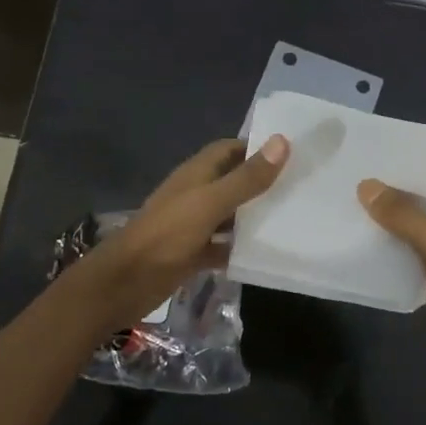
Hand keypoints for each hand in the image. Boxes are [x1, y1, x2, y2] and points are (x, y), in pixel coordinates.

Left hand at [78, 135, 288, 326]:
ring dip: (254, 216)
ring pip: (230, 215)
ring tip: (294, 218)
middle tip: (302, 187)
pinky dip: (241, 248)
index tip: (292, 153)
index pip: (230, 149)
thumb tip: (281, 141)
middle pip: (233, 181)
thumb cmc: (166, 236)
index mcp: (196, 174)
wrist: (123, 284)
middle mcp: (195, 195)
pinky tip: (267, 255)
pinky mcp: (192, 254)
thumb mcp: (210, 204)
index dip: (257, 148)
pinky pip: (223, 246)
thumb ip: (246, 178)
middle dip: (262, 183)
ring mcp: (193, 226)